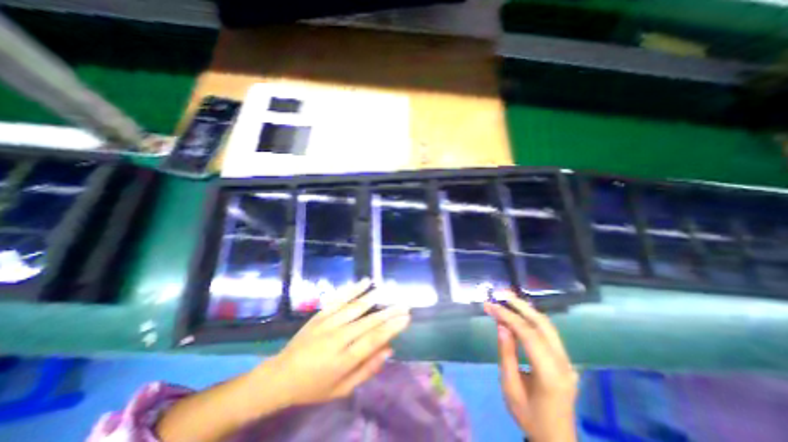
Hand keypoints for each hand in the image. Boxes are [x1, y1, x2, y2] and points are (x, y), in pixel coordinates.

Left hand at [251, 282, 411, 409]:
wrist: (280, 375)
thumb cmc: (313, 386)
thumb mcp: (341, 389)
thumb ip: (366, 369)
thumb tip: (389, 350)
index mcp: (343, 360)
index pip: (373, 340)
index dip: (392, 328)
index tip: (406, 318)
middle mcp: (337, 338)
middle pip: (368, 322)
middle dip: (389, 312)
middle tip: (404, 304)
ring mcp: (328, 323)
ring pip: (356, 307)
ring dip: (374, 298)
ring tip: (389, 290)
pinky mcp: (321, 313)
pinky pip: (340, 299)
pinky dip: (354, 289)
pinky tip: (365, 282)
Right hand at [480, 292, 576, 440]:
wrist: (556, 439)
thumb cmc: (528, 415)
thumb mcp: (510, 387)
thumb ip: (506, 354)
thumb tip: (501, 326)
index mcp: (550, 374)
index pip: (528, 334)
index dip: (508, 316)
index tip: (490, 306)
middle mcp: (563, 363)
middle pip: (542, 324)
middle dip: (520, 305)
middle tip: (501, 293)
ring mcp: (567, 361)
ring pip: (548, 326)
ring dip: (526, 309)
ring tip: (508, 298)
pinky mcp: (565, 360)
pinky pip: (548, 333)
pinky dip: (531, 319)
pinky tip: (519, 313)